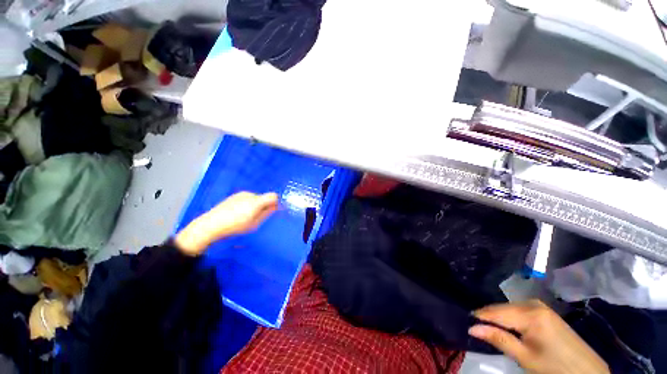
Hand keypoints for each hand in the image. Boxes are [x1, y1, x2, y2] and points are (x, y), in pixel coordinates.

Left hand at [175, 192, 278, 255]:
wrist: (211, 224)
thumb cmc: (235, 226)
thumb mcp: (254, 223)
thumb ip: (266, 213)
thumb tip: (275, 206)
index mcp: (256, 202)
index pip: (273, 196)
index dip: (276, 202)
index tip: (273, 210)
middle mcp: (250, 194)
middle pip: (264, 197)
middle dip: (264, 205)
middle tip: (256, 217)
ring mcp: (241, 194)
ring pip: (255, 198)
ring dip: (255, 205)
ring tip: (244, 216)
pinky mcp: (234, 195)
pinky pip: (247, 198)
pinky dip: (247, 204)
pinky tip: (237, 213)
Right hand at [469, 300, 608, 373]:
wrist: (587, 371)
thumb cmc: (554, 367)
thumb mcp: (525, 357)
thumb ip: (499, 339)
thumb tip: (471, 328)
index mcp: (530, 313)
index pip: (494, 311)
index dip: (478, 317)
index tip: (465, 323)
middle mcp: (533, 303)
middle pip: (501, 308)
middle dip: (488, 318)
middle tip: (477, 330)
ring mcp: (540, 305)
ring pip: (508, 308)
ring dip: (499, 319)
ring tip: (491, 331)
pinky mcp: (544, 311)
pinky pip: (518, 310)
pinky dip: (510, 318)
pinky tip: (508, 328)